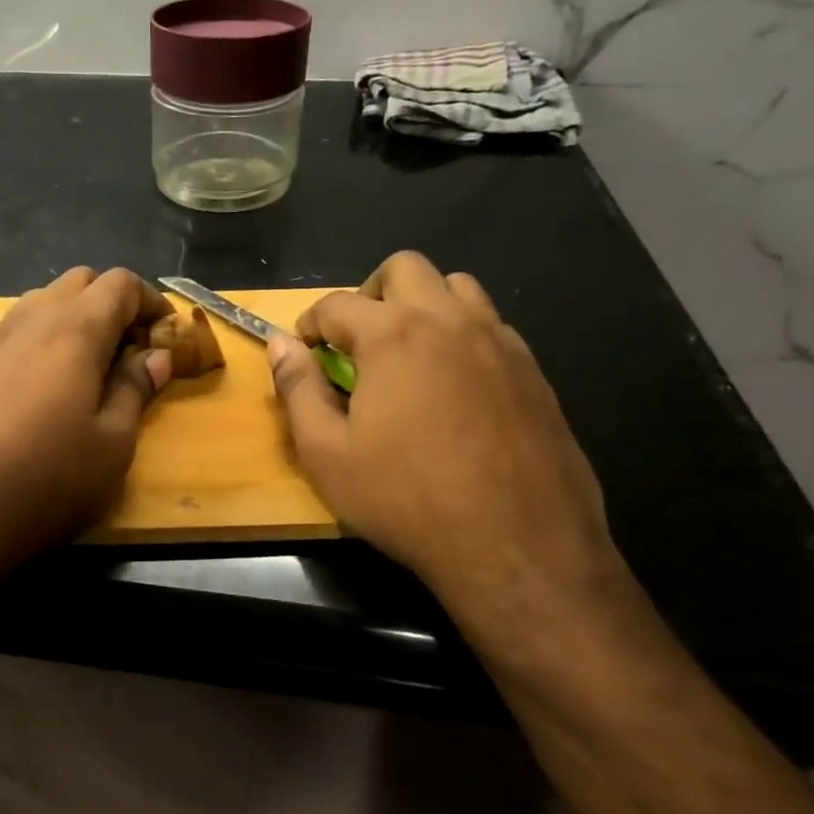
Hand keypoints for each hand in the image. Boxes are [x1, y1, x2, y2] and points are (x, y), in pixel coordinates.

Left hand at [0, 267, 173, 591]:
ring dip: (70, 320)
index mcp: (72, 333)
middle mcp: (28, 325)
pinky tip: (37, 396)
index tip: (166, 330)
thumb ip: (134, 391)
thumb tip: (154, 356)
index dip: (149, 299)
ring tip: (85, 369)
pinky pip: (9, 340)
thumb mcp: (111, 446)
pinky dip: (37, 347)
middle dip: (110, 303)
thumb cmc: (45, 482)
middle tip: (128, 349)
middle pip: (76, 283)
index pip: (119, 284)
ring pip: (37, 306)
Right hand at [268, 251, 632, 653]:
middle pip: (405, 268)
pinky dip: (461, 335)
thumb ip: (298, 389)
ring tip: (407, 354)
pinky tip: (454, 386)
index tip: (303, 351)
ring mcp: (500, 341)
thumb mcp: (327, 453)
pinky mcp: (534, 371)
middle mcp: (450, 321)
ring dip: (422, 304)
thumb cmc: (406, 499)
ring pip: (457, 287)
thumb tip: (279, 345)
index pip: (337, 304)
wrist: (516, 545)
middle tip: (356, 340)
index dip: (309, 324)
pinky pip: (492, 326)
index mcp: (393, 335)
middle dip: (369, 293)